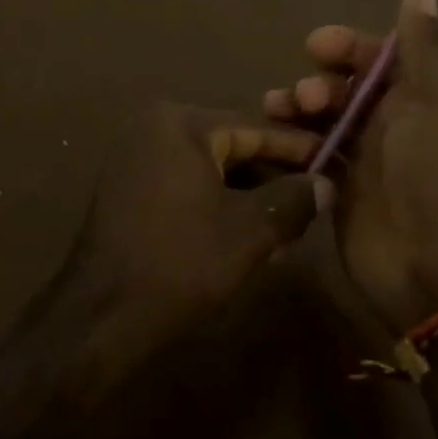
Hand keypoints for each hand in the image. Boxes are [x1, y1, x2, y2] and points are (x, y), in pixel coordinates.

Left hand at [59, 103, 329, 376]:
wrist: (101, 315)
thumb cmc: (181, 262)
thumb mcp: (250, 231)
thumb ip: (293, 199)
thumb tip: (324, 184)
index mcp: (180, 123)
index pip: (254, 128)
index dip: (298, 148)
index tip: (336, 160)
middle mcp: (153, 128)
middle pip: (230, 147)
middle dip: (273, 177)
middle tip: (316, 201)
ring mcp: (135, 158)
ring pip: (209, 169)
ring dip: (248, 196)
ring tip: (288, 228)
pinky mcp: (127, 189)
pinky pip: (185, 185)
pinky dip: (216, 204)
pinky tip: (248, 236)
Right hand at [264, 0, 437, 332]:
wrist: (435, 269)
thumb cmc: (437, 177)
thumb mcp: (435, 102)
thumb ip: (421, 48)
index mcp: (420, 98)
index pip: (379, 57)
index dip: (348, 46)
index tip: (316, 45)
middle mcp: (392, 124)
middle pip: (345, 87)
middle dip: (318, 83)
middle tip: (303, 99)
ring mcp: (365, 160)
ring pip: (322, 119)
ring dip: (297, 110)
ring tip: (276, 114)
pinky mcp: (340, 191)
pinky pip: (311, 155)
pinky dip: (293, 144)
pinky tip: (274, 144)